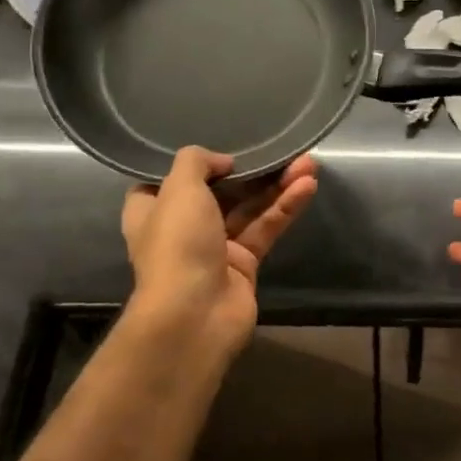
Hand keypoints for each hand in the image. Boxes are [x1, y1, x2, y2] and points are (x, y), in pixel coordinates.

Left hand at [122, 147, 317, 357]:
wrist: (195, 314)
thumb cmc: (178, 245)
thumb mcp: (179, 189)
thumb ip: (196, 162)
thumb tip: (222, 161)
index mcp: (152, 211)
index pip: (167, 180)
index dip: (192, 163)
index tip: (218, 145)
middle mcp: (182, 227)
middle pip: (219, 191)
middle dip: (250, 170)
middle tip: (280, 149)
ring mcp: (215, 247)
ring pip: (249, 208)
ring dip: (277, 186)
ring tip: (308, 162)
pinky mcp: (245, 264)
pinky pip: (266, 228)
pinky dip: (285, 208)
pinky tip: (308, 186)